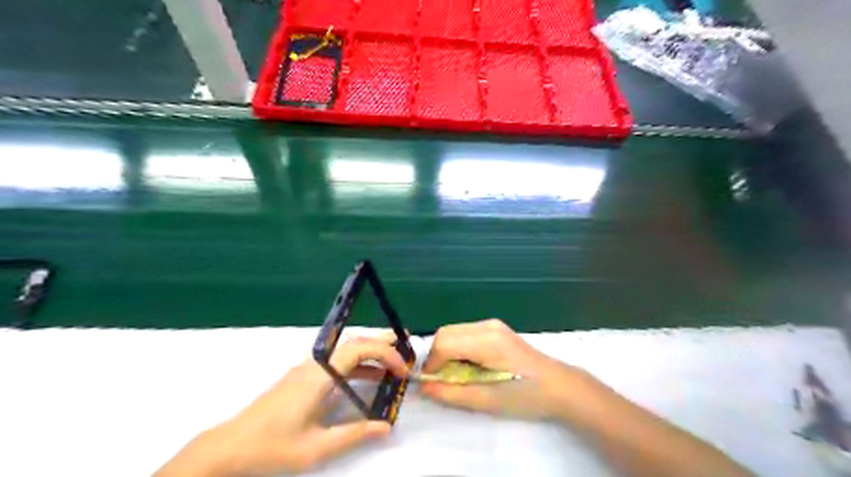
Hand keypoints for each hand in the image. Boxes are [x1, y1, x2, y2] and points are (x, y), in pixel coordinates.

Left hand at [158, 336, 411, 476]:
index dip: (384, 354)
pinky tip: (366, 378)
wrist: (230, 446)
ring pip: (345, 350)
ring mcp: (307, 369)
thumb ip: (354, 435)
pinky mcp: (302, 376)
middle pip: (353, 342)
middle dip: (381, 342)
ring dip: (369, 352)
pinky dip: (356, 364)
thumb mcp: (317, 446)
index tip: (402, 369)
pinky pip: (336, 361)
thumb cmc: (272, 446)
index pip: (359, 350)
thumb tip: (386, 427)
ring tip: (392, 360)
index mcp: (320, 376)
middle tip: (405, 345)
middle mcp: (315, 365)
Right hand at [420, 318, 585, 418]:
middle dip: (437, 356)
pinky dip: (458, 347)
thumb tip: (423, 387)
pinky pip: (465, 333)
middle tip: (443, 380)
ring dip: (446, 351)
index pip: (443, 343)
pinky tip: (471, 365)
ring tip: (458, 374)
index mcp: (486, 341)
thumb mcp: (487, 401)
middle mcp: (486, 326)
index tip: (433, 384)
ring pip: (453, 331)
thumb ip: (451, 393)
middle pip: (444, 332)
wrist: (558, 386)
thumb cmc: (525, 396)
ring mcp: (492, 324)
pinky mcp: (495, 328)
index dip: (432, 364)